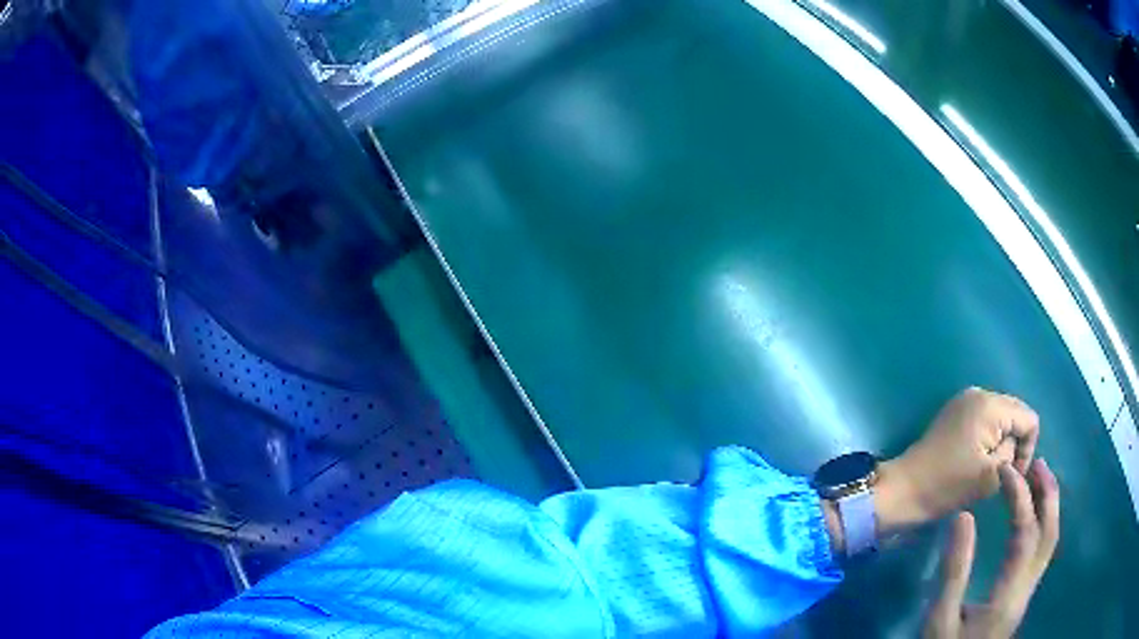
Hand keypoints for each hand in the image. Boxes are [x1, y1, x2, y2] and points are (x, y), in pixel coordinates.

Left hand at [876, 388, 1039, 531]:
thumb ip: (1012, 453)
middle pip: (1016, 413)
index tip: (1014, 475)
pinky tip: (978, 459)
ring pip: (1001, 417)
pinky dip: (989, 437)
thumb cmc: (947, 486)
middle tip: (1005, 473)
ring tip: (990, 468)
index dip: (1028, 449)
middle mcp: (980, 392)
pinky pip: (985, 419)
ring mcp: (965, 400)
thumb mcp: (991, 475)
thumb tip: (1016, 444)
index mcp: (991, 405)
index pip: (1029, 419)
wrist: (904, 489)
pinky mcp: (955, 412)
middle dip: (1016, 442)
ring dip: (1002, 440)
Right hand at [923, 460, 1059, 637]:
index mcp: (1008, 596)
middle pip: (1050, 534)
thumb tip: (965, 516)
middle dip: (1048, 494)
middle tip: (1037, 462)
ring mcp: (1027, 593)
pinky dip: (1043, 522)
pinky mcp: (1022, 595)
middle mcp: (1026, 589)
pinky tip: (1032, 516)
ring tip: (1038, 480)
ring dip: (1049, 506)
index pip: (1026, 534)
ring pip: (1050, 541)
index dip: (1019, 497)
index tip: (1005, 471)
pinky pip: (1043, 550)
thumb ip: (953, 572)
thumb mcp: (939, 620)